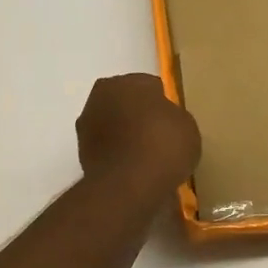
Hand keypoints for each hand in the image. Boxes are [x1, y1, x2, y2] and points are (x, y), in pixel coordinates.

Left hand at [76, 73, 201, 194]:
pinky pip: (107, 147)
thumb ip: (172, 115)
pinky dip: (116, 154)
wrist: (128, 186)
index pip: (149, 86)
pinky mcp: (80, 153)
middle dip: (139, 115)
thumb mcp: (186, 125)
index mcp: (126, 81)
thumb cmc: (162, 145)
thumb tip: (162, 120)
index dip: (163, 103)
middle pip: (126, 102)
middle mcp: (100, 96)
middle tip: (159, 136)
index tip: (172, 121)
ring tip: (146, 156)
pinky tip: (133, 169)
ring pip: (112, 124)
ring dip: (124, 134)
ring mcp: (86, 125)